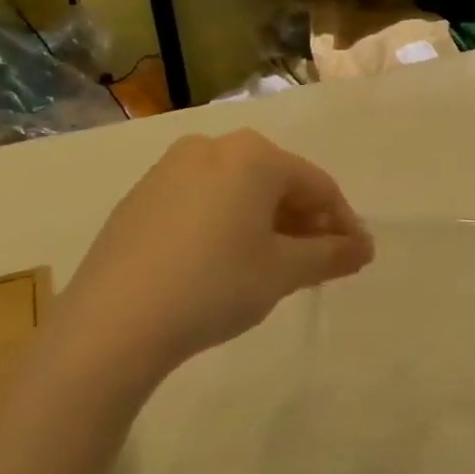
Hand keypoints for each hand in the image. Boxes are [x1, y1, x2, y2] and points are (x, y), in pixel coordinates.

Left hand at [55, 131, 372, 384]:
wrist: (110, 326)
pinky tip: (227, 262)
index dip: (343, 222)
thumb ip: (332, 255)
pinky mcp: (140, 198)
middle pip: (278, 183)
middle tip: (319, 263)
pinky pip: (203, 202)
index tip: (356, 256)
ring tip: (277, 266)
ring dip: (268, 224)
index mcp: (254, 155)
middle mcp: (213, 147)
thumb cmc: (214, 285)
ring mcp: (170, 170)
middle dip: (305, 223)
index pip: (318, 185)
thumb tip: (364, 248)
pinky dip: (228, 225)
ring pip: (239, 191)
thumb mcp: (284, 272)